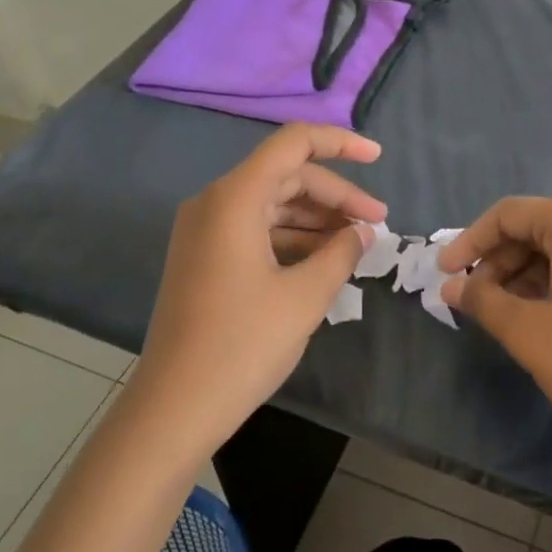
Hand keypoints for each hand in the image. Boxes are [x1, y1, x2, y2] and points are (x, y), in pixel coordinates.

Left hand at [127, 125, 385, 458]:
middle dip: (336, 194)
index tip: (378, 158)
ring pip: (272, 203)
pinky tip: (323, 259)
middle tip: (377, 223)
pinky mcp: (204, 257)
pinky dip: (292, 237)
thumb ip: (341, 253)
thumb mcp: (305, 296)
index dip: (340, 142)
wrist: (173, 409)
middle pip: (286, 175)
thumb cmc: (242, 345)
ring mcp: (205, 230)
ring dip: (316, 218)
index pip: (293, 143)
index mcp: (235, 197)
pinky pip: (256, 228)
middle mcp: (215, 202)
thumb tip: (362, 233)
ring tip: (357, 243)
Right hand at [437, 199, 551, 469]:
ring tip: (499, 314)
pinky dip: (551, 284)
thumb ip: (483, 300)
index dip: (470, 241)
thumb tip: (451, 286)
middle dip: (497, 260)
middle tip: (471, 300)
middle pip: (536, 228)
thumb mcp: (528, 332)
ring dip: (522, 275)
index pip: (510, 213)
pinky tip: (535, 318)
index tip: (443, 273)